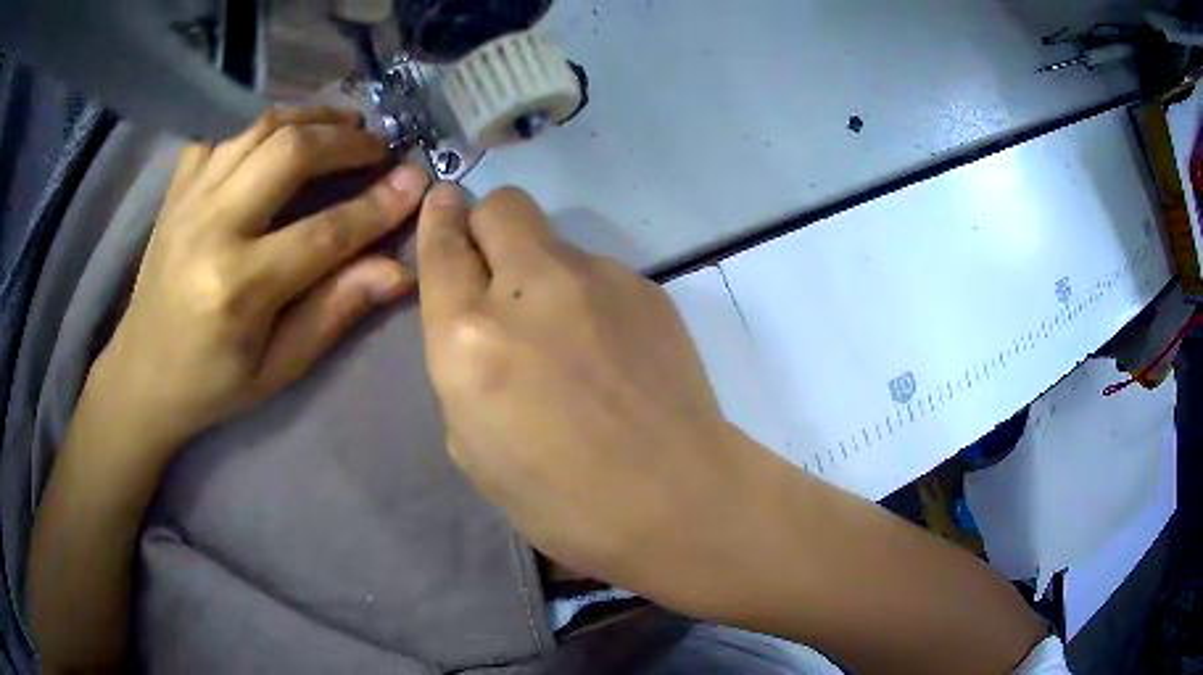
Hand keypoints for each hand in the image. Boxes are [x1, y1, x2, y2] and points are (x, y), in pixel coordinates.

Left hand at [93, 107, 429, 448]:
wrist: (141, 374)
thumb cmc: (211, 385)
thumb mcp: (278, 370)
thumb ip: (333, 312)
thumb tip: (397, 271)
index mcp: (237, 288)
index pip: (324, 232)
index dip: (378, 205)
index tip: (416, 181)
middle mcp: (210, 228)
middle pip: (290, 154)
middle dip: (346, 141)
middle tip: (377, 147)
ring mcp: (188, 200)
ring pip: (259, 128)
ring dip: (310, 118)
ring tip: (342, 125)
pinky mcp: (176, 190)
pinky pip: (222, 135)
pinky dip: (259, 127)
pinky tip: (278, 140)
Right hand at [415, 185, 770, 614]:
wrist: (676, 499)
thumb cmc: (560, 499)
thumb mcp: (472, 445)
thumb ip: (462, 366)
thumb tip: (479, 321)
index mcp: (470, 337)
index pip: (442, 248)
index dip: (438, 221)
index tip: (443, 206)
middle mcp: (531, 287)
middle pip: (503, 206)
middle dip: (488, 225)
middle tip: (498, 270)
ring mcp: (599, 278)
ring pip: (555, 241)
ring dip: (543, 271)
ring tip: (570, 336)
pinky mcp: (647, 287)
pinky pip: (600, 273)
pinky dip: (590, 298)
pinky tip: (612, 350)